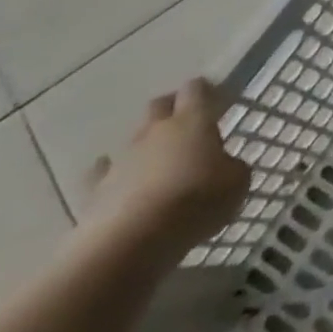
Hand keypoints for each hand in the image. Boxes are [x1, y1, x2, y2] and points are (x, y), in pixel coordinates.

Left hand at [79, 79, 249, 260]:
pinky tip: (120, 182)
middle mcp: (155, 131)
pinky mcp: (95, 190)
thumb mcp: (237, 183)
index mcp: (192, 120)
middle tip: (186, 123)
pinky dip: (112, 173)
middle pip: (159, 105)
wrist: (131, 243)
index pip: (196, 89)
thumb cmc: (196, 201)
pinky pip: (102, 173)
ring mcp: (122, 159)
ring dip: (146, 145)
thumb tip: (223, 167)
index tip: (216, 98)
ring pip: (134, 139)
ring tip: (159, 162)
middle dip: (172, 108)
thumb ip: (232, 167)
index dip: (206, 90)